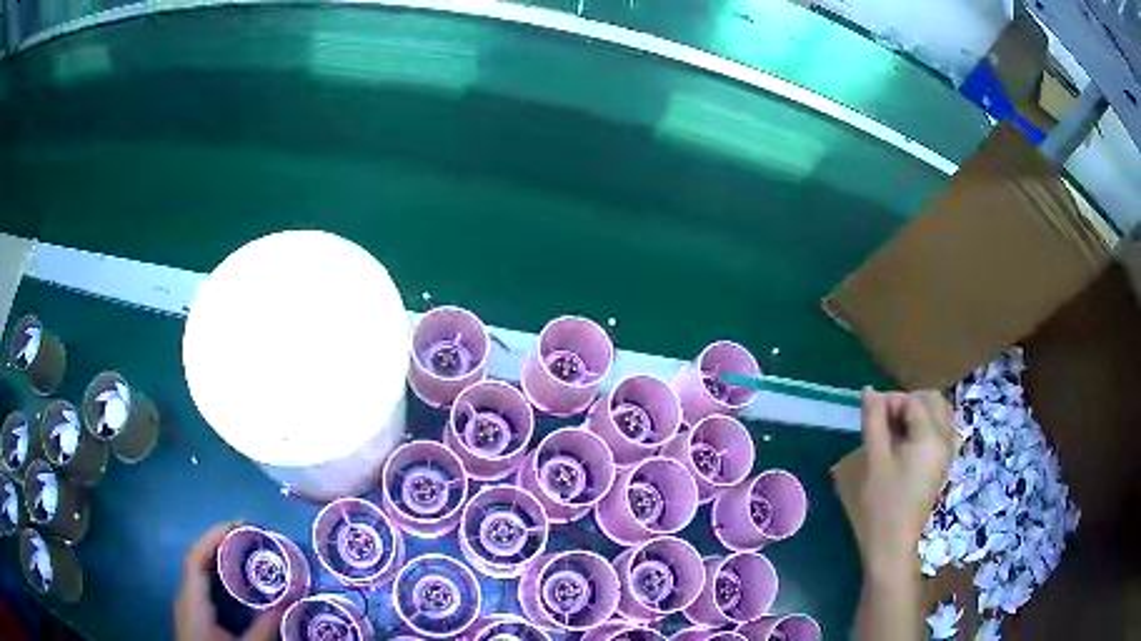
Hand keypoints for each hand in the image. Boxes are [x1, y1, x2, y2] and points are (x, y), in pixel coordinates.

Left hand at [175, 521, 283, 640]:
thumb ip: (265, 628)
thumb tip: (292, 602)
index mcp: (192, 600)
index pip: (195, 558)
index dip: (213, 537)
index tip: (239, 526)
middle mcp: (185, 595)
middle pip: (196, 558)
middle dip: (219, 541)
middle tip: (248, 534)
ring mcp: (187, 603)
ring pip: (197, 569)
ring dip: (217, 554)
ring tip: (243, 548)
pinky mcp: (192, 612)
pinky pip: (200, 582)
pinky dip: (215, 571)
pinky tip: (233, 577)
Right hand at [857, 388, 958, 580]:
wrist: (893, 543)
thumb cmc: (882, 503)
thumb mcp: (875, 459)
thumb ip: (873, 420)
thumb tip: (869, 390)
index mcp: (931, 437)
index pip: (914, 401)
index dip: (890, 402)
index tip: (870, 416)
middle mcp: (945, 439)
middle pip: (933, 401)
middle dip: (908, 402)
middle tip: (883, 420)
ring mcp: (947, 452)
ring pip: (939, 414)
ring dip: (918, 412)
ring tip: (893, 430)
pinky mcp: (942, 463)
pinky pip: (940, 430)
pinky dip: (925, 426)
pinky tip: (906, 443)